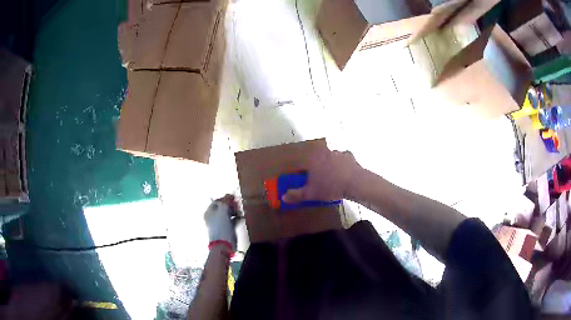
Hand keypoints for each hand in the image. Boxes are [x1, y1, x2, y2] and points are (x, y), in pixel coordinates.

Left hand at [204, 194, 236, 251]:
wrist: (224, 244)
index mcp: (209, 213)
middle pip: (223, 207)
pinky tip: (240, 217)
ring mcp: (220, 224)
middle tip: (237, 204)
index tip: (232, 198)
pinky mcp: (227, 229)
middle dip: (230, 205)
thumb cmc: (220, 227)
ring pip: (228, 213)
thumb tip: (229, 194)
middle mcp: (213, 218)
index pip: (217, 201)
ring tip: (239, 210)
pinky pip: (232, 220)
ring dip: (234, 211)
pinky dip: (236, 218)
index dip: (224, 198)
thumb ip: (225, 201)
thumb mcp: (222, 211)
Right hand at [282, 149, 361, 202]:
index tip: (303, 181)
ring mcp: (338, 153)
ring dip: (329, 167)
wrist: (355, 183)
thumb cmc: (330, 187)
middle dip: (316, 169)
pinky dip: (342, 167)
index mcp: (312, 159)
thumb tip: (283, 197)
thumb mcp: (311, 194)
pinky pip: (343, 161)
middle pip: (316, 161)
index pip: (303, 164)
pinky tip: (343, 176)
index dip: (302, 174)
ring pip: (329, 160)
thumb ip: (296, 195)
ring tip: (332, 180)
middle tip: (318, 181)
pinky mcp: (350, 156)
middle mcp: (324, 152)